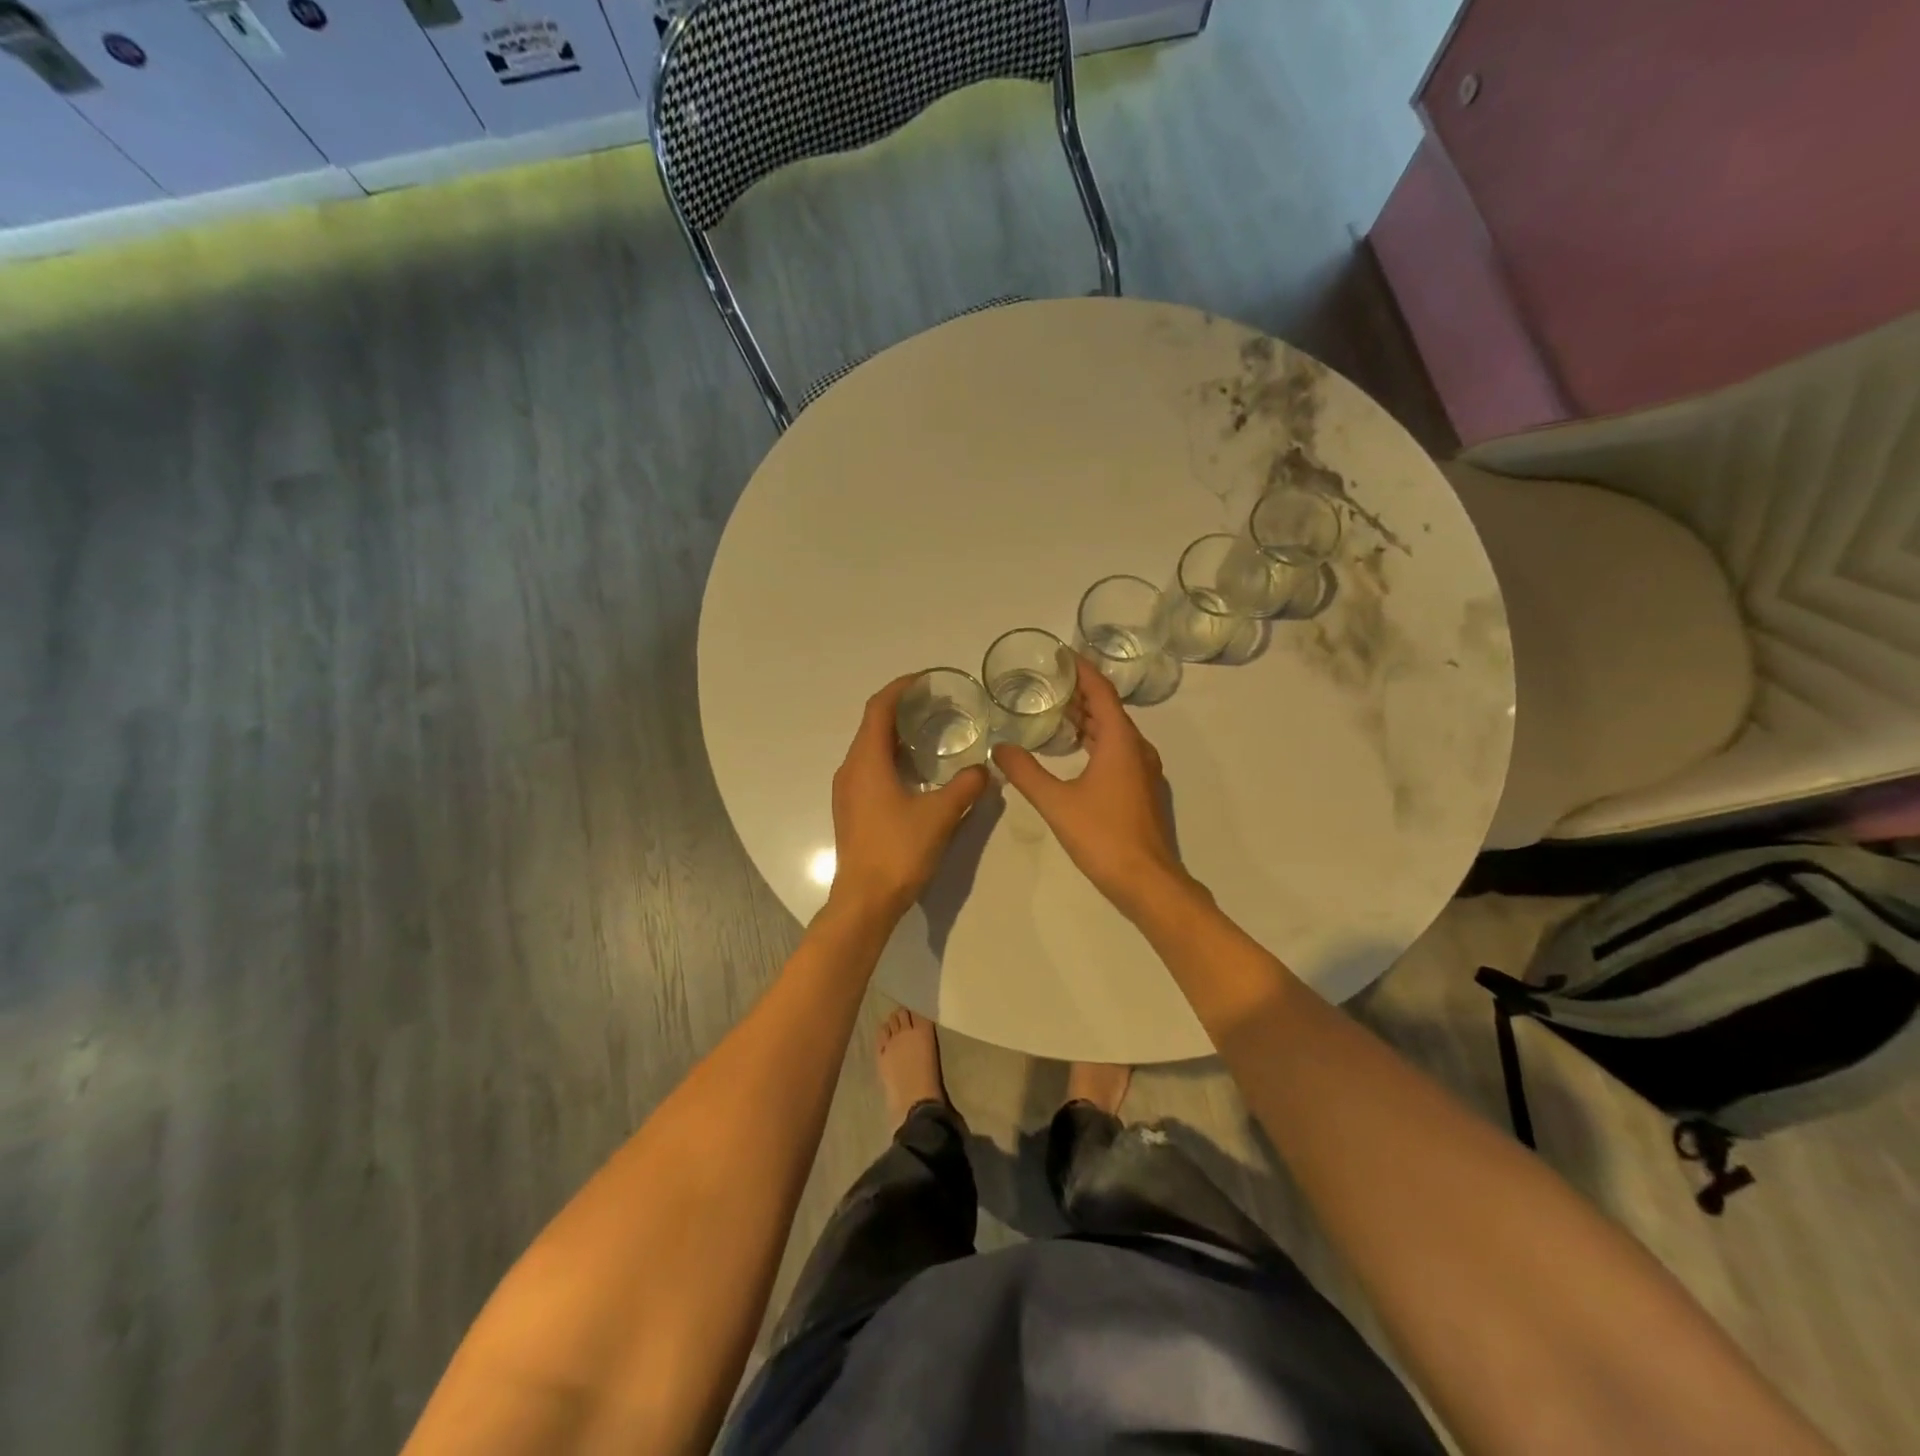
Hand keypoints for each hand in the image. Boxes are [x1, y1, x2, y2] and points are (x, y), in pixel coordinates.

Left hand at [829, 675, 990, 919]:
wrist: (864, 900)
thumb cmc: (898, 851)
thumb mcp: (940, 816)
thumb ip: (965, 787)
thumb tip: (984, 770)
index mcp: (867, 761)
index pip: (879, 708)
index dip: (900, 688)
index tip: (926, 680)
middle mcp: (850, 769)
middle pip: (872, 725)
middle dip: (901, 709)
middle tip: (936, 705)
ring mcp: (847, 791)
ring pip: (869, 748)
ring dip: (896, 735)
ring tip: (931, 734)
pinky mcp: (851, 809)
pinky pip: (869, 769)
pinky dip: (891, 758)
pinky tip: (917, 772)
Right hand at [992, 655, 1186, 915]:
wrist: (1147, 880)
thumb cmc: (1102, 835)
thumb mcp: (1056, 802)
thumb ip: (1025, 772)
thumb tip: (1000, 748)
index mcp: (1120, 742)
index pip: (1101, 692)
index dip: (1082, 670)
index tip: (1061, 655)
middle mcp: (1137, 749)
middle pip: (1109, 709)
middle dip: (1081, 694)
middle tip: (1049, 684)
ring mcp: (1143, 770)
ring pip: (1114, 733)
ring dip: (1088, 719)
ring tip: (1056, 713)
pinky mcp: (1141, 790)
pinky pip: (1118, 751)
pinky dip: (1096, 741)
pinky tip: (1075, 753)